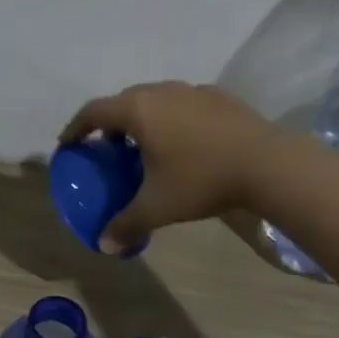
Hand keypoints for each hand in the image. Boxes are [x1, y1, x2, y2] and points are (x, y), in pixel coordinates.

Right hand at [61, 81, 289, 251]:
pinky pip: (184, 104)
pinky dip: (173, 119)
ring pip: (155, 99)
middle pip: (123, 101)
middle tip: (108, 149)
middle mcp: (160, 92)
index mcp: (137, 111)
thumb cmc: (201, 180)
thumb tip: (104, 247)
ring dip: (143, 119)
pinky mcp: (220, 97)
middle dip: (110, 123)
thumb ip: (126, 224)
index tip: (69, 144)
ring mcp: (193, 91)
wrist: (269, 164)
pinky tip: (186, 143)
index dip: (76, 128)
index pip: (92, 112)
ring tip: (146, 147)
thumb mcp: (158, 207)